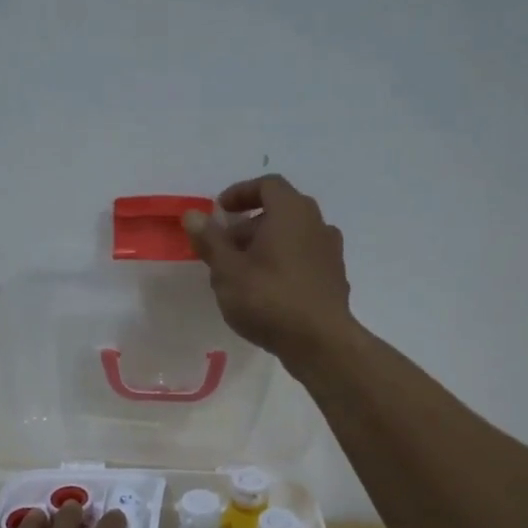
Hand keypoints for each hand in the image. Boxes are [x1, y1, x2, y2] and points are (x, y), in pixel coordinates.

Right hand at [183, 174, 354, 366]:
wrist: (320, 342)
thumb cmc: (269, 299)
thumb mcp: (228, 271)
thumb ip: (210, 240)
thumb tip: (193, 215)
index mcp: (291, 212)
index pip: (267, 185)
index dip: (240, 193)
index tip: (219, 212)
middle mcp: (316, 224)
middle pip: (280, 212)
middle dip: (248, 226)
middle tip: (224, 248)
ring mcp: (330, 252)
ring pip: (292, 238)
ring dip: (266, 247)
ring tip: (242, 274)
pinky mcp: (334, 279)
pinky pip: (303, 260)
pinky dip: (283, 265)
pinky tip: (267, 292)